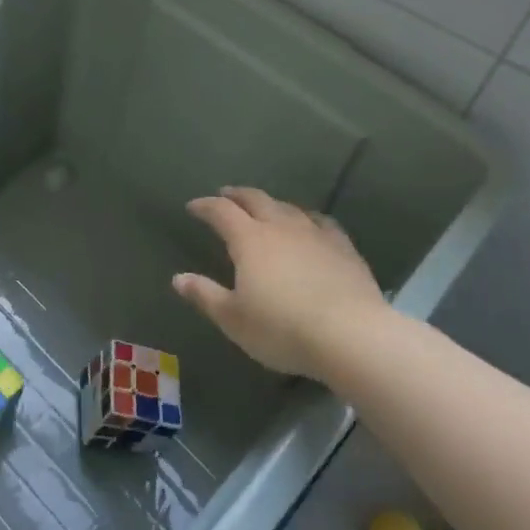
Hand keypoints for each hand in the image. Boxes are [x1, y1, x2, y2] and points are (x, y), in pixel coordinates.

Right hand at [173, 186, 384, 378]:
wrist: (351, 335)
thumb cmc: (282, 329)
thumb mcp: (234, 319)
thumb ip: (205, 295)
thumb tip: (179, 278)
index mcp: (249, 240)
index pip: (221, 212)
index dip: (205, 206)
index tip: (193, 206)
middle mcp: (280, 227)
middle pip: (255, 199)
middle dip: (237, 195)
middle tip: (226, 194)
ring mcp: (315, 234)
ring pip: (288, 207)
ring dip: (271, 204)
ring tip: (264, 208)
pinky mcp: (343, 248)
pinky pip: (321, 222)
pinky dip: (307, 218)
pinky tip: (310, 224)